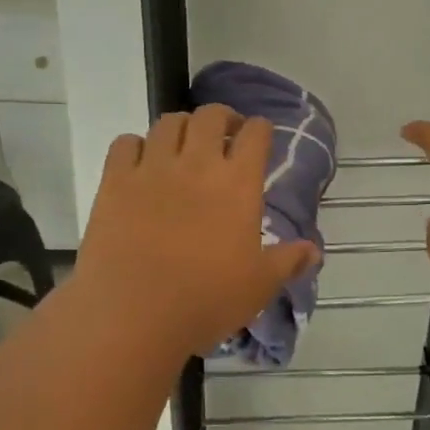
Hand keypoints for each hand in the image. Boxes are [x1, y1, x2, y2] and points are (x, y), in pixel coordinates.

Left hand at [77, 106, 318, 355]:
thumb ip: (289, 261)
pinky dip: (136, 146)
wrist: (134, 314)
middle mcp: (197, 164)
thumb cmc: (207, 300)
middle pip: (210, 116)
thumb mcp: (260, 285)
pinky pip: (125, 143)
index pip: (256, 134)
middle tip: (225, 136)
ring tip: (184, 146)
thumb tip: (314, 251)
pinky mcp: (114, 182)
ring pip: (168, 123)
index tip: (260, 137)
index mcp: (238, 184)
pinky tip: (141, 163)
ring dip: (181, 128)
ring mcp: (152, 169)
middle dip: (222, 118)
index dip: (260, 129)